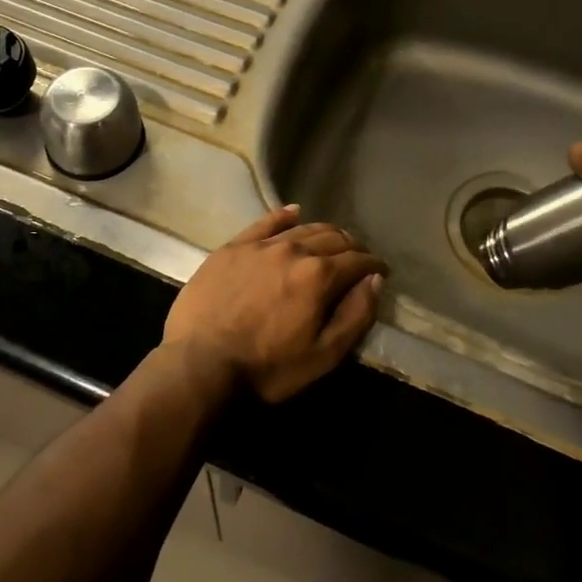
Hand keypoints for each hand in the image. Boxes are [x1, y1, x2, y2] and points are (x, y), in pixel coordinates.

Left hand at [163, 206, 387, 402]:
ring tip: (333, 239)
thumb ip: (355, 315)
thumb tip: (375, 281)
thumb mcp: (323, 355)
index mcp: (319, 275)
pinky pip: (264, 223)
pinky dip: (283, 215)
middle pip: (332, 238)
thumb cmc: (267, 368)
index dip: (373, 265)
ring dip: (324, 232)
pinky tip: (293, 212)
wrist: (200, 364)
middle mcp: (294, 249)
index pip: (357, 260)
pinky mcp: (233, 247)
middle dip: (352, 246)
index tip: (381, 270)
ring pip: (302, 228)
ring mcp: (261, 245)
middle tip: (359, 257)